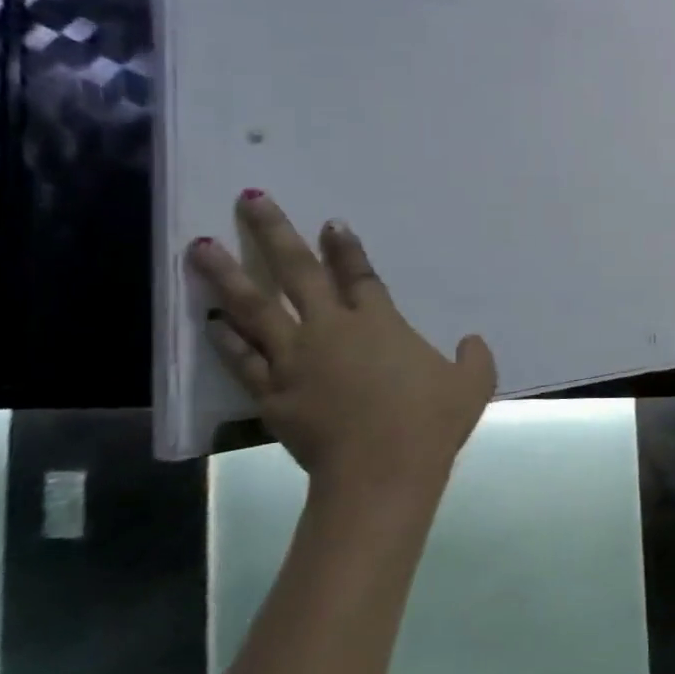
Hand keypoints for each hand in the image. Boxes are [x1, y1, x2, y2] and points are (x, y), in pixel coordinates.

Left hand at [187, 191, 496, 502]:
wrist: (381, 473)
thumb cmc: (429, 423)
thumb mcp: (472, 385)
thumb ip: (474, 357)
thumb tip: (471, 342)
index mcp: (378, 323)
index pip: (358, 274)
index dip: (345, 246)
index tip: (330, 222)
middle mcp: (331, 330)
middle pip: (297, 272)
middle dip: (274, 233)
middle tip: (250, 200)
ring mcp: (295, 360)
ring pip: (254, 308)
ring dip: (226, 275)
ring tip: (200, 247)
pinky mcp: (273, 394)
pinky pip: (242, 359)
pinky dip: (224, 339)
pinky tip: (208, 321)